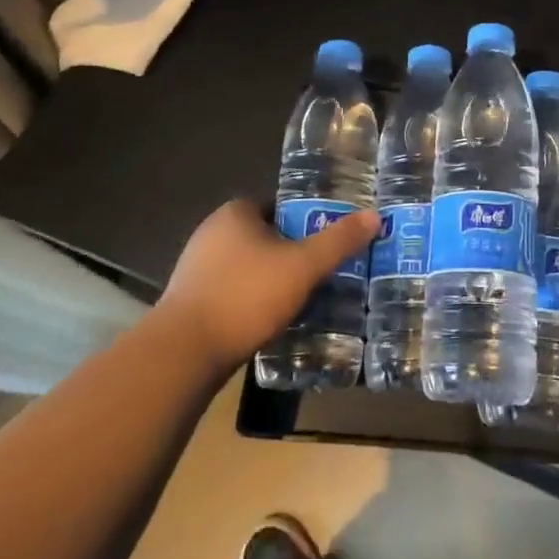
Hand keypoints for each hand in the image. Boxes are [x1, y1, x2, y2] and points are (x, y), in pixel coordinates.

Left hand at [157, 199, 379, 375]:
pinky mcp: (189, 300)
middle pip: (264, 236)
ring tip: (301, 297)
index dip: (305, 220)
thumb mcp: (303, 266)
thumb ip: (338, 241)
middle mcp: (211, 232)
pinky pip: (231, 290)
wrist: (184, 353)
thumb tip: (374, 215)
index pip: (278, 205)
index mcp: (235, 213)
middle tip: (320, 270)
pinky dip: (251, 300)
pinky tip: (268, 320)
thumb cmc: (246, 296)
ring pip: (247, 265)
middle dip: (291, 251)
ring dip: (270, 278)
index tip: (326, 240)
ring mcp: (195, 267)